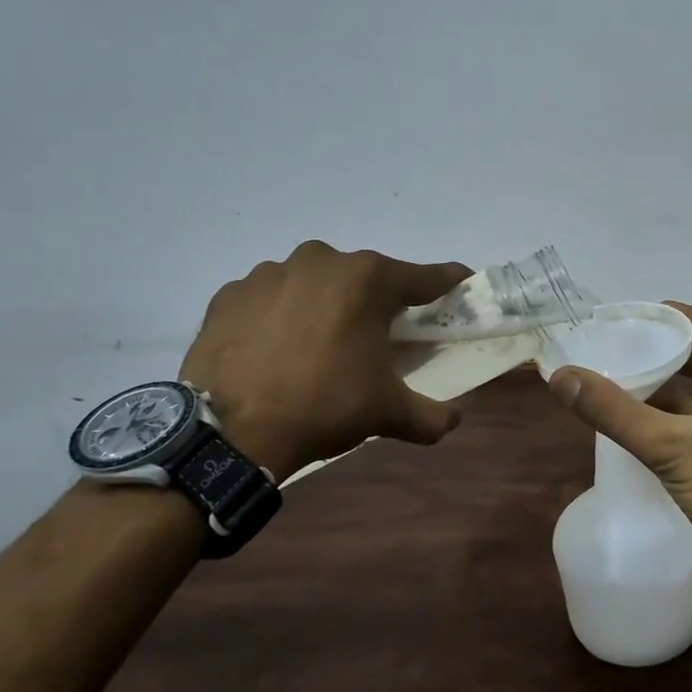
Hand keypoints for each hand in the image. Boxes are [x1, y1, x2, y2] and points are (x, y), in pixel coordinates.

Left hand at [179, 241, 472, 477]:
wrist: (229, 430)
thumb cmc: (324, 405)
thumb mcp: (388, 413)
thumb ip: (431, 414)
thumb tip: (455, 420)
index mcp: (369, 279)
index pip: (426, 277)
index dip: (449, 283)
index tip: (462, 288)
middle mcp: (322, 261)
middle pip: (366, 277)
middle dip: (377, 302)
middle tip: (379, 337)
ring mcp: (271, 272)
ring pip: (315, 283)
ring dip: (325, 305)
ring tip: (319, 347)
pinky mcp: (231, 293)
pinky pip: (271, 297)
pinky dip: (280, 315)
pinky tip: (276, 349)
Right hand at [544, 303, 691, 558]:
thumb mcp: (671, 446)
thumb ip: (615, 411)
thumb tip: (561, 376)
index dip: (671, 319)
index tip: (631, 315)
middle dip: (666, 355)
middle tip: (620, 347)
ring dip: (671, 390)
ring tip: (624, 380)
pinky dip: (681, 419)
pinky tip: (647, 423)